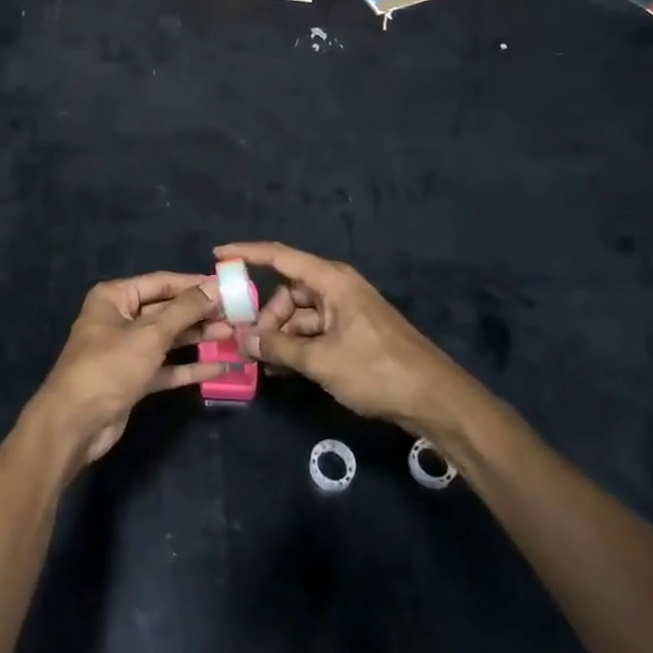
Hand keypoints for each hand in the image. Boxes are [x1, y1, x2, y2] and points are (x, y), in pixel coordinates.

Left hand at [30, 273, 234, 465]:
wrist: (75, 424)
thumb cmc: (109, 367)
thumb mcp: (150, 335)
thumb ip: (184, 310)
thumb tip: (214, 287)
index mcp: (115, 297)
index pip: (161, 282)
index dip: (193, 285)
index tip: (227, 287)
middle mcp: (120, 318)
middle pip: (166, 310)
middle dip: (199, 312)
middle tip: (236, 314)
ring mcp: (126, 350)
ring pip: (168, 339)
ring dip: (198, 337)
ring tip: (233, 335)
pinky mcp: (133, 379)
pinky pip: (166, 367)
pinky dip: (188, 367)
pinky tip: (218, 367)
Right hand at [218, 242, 469, 432]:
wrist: (435, 399)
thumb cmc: (377, 370)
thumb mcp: (321, 361)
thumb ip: (279, 348)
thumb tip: (244, 340)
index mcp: (331, 281)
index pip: (280, 256)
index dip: (247, 253)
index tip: (217, 254)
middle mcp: (337, 288)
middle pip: (288, 290)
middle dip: (266, 314)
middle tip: (248, 342)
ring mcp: (346, 311)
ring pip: (299, 314)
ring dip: (281, 334)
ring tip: (264, 362)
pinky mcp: (352, 333)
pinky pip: (314, 331)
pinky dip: (297, 345)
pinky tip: (282, 368)